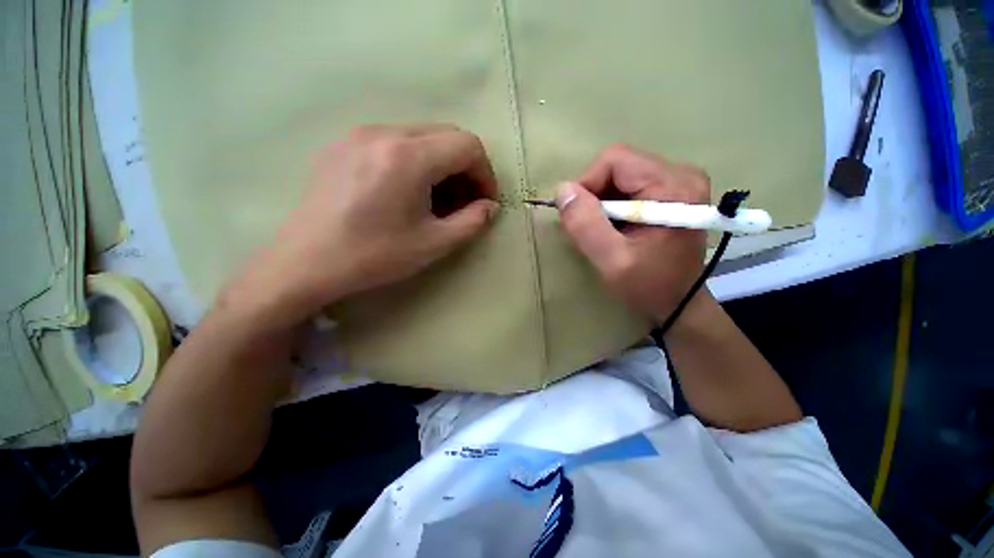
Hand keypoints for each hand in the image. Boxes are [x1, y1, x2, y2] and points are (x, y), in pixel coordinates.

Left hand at [223, 124, 499, 327]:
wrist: (306, 263)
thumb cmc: (374, 255)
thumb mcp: (434, 244)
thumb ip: (472, 222)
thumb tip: (490, 207)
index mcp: (409, 156)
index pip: (468, 146)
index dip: (485, 174)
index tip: (484, 202)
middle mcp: (384, 132)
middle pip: (446, 135)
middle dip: (466, 168)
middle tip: (464, 202)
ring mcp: (359, 134)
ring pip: (421, 137)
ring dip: (441, 165)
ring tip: (437, 199)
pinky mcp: (343, 144)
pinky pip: (394, 142)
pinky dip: (415, 161)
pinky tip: (407, 191)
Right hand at [556, 144, 709, 321]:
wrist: (679, 301)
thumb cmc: (648, 286)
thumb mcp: (612, 261)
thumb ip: (586, 225)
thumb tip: (563, 190)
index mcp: (673, 186)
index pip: (615, 160)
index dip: (587, 184)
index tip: (578, 217)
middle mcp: (682, 174)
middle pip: (619, 164)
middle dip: (594, 194)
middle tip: (591, 227)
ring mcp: (679, 181)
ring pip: (621, 174)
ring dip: (602, 201)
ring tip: (605, 230)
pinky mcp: (673, 190)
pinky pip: (629, 183)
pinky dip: (613, 204)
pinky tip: (616, 226)